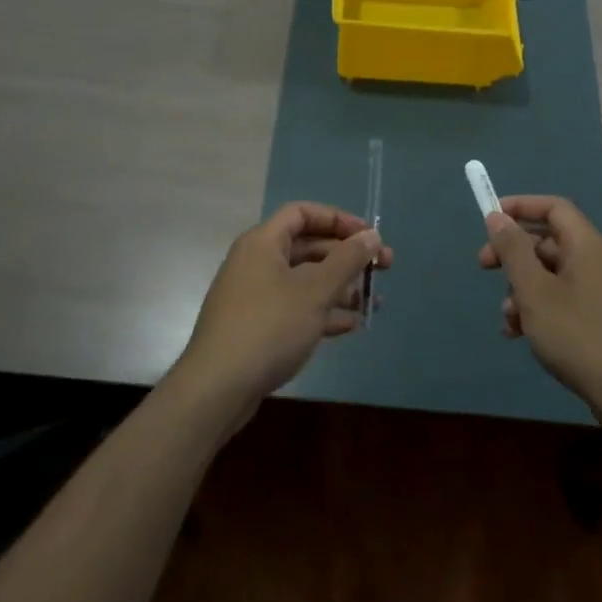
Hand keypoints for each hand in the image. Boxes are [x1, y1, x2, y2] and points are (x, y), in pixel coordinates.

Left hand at [175, 202, 389, 411]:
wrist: (218, 388)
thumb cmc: (269, 327)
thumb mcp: (315, 291)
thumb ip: (347, 260)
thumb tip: (371, 236)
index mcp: (263, 243)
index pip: (302, 213)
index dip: (337, 219)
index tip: (368, 236)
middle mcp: (256, 263)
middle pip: (307, 247)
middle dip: (346, 256)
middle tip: (383, 268)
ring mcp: (255, 296)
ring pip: (304, 280)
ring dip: (340, 286)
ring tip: (373, 301)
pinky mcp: (258, 327)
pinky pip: (296, 307)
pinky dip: (323, 311)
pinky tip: (351, 325)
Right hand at [477, 195, 601, 411]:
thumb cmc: (577, 335)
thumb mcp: (535, 291)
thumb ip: (513, 251)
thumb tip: (498, 217)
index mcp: (586, 246)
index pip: (553, 207)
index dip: (521, 206)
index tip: (490, 218)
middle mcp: (596, 262)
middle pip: (548, 241)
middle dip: (512, 253)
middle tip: (483, 266)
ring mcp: (600, 292)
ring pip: (550, 274)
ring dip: (521, 288)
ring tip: (507, 317)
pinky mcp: (599, 319)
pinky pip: (561, 299)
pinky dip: (538, 308)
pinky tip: (519, 333)